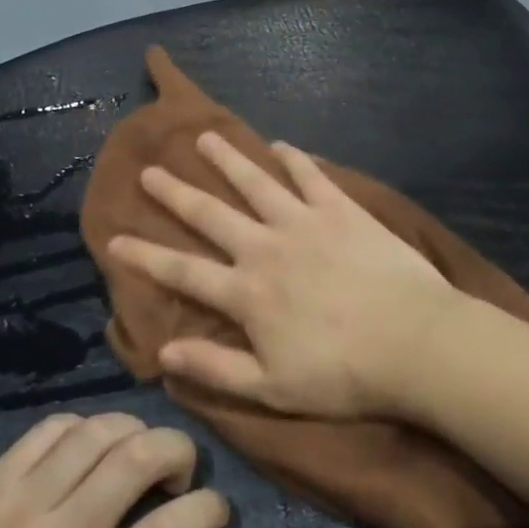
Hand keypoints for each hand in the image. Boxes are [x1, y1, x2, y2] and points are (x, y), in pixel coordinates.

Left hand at [0, 413, 227, 527]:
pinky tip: (83, 448)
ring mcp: (24, 499)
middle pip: (142, 455)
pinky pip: (50, 428)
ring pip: (99, 430)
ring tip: (134, 454)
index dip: (210, 509)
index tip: (215, 511)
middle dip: (180, 450)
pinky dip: (81, 427)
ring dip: (133, 432)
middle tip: (178, 472)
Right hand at [106, 132, 459, 419]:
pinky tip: (281, 145)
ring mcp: (304, 221)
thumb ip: (216, 367)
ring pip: (255, 182)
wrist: (414, 341)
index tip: (114, 238)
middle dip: (176, 193)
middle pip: (211, 214)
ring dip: (227, 159)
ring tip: (204, 138)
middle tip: (150, 170)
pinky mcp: (340, 209)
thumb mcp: (272, 389)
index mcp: (247, 292)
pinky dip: (294, 158)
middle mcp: (266, 247)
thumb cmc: (344, 374)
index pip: (182, 271)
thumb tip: (163, 352)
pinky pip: (311, 175)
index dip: (144, 255)